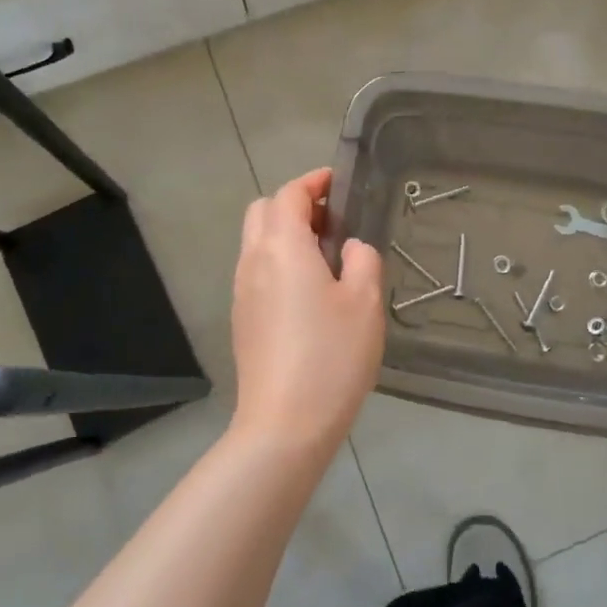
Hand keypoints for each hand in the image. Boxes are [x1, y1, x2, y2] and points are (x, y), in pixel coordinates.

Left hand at [230, 168, 384, 452]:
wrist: (284, 425)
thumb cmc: (331, 357)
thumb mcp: (364, 302)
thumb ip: (362, 260)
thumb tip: (351, 247)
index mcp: (282, 247)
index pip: (289, 194)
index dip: (314, 182)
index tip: (339, 183)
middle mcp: (253, 261)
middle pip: (263, 211)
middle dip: (295, 204)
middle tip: (333, 221)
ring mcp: (242, 291)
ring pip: (256, 242)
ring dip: (285, 233)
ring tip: (327, 257)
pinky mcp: (241, 318)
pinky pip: (256, 271)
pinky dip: (278, 261)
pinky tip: (309, 292)